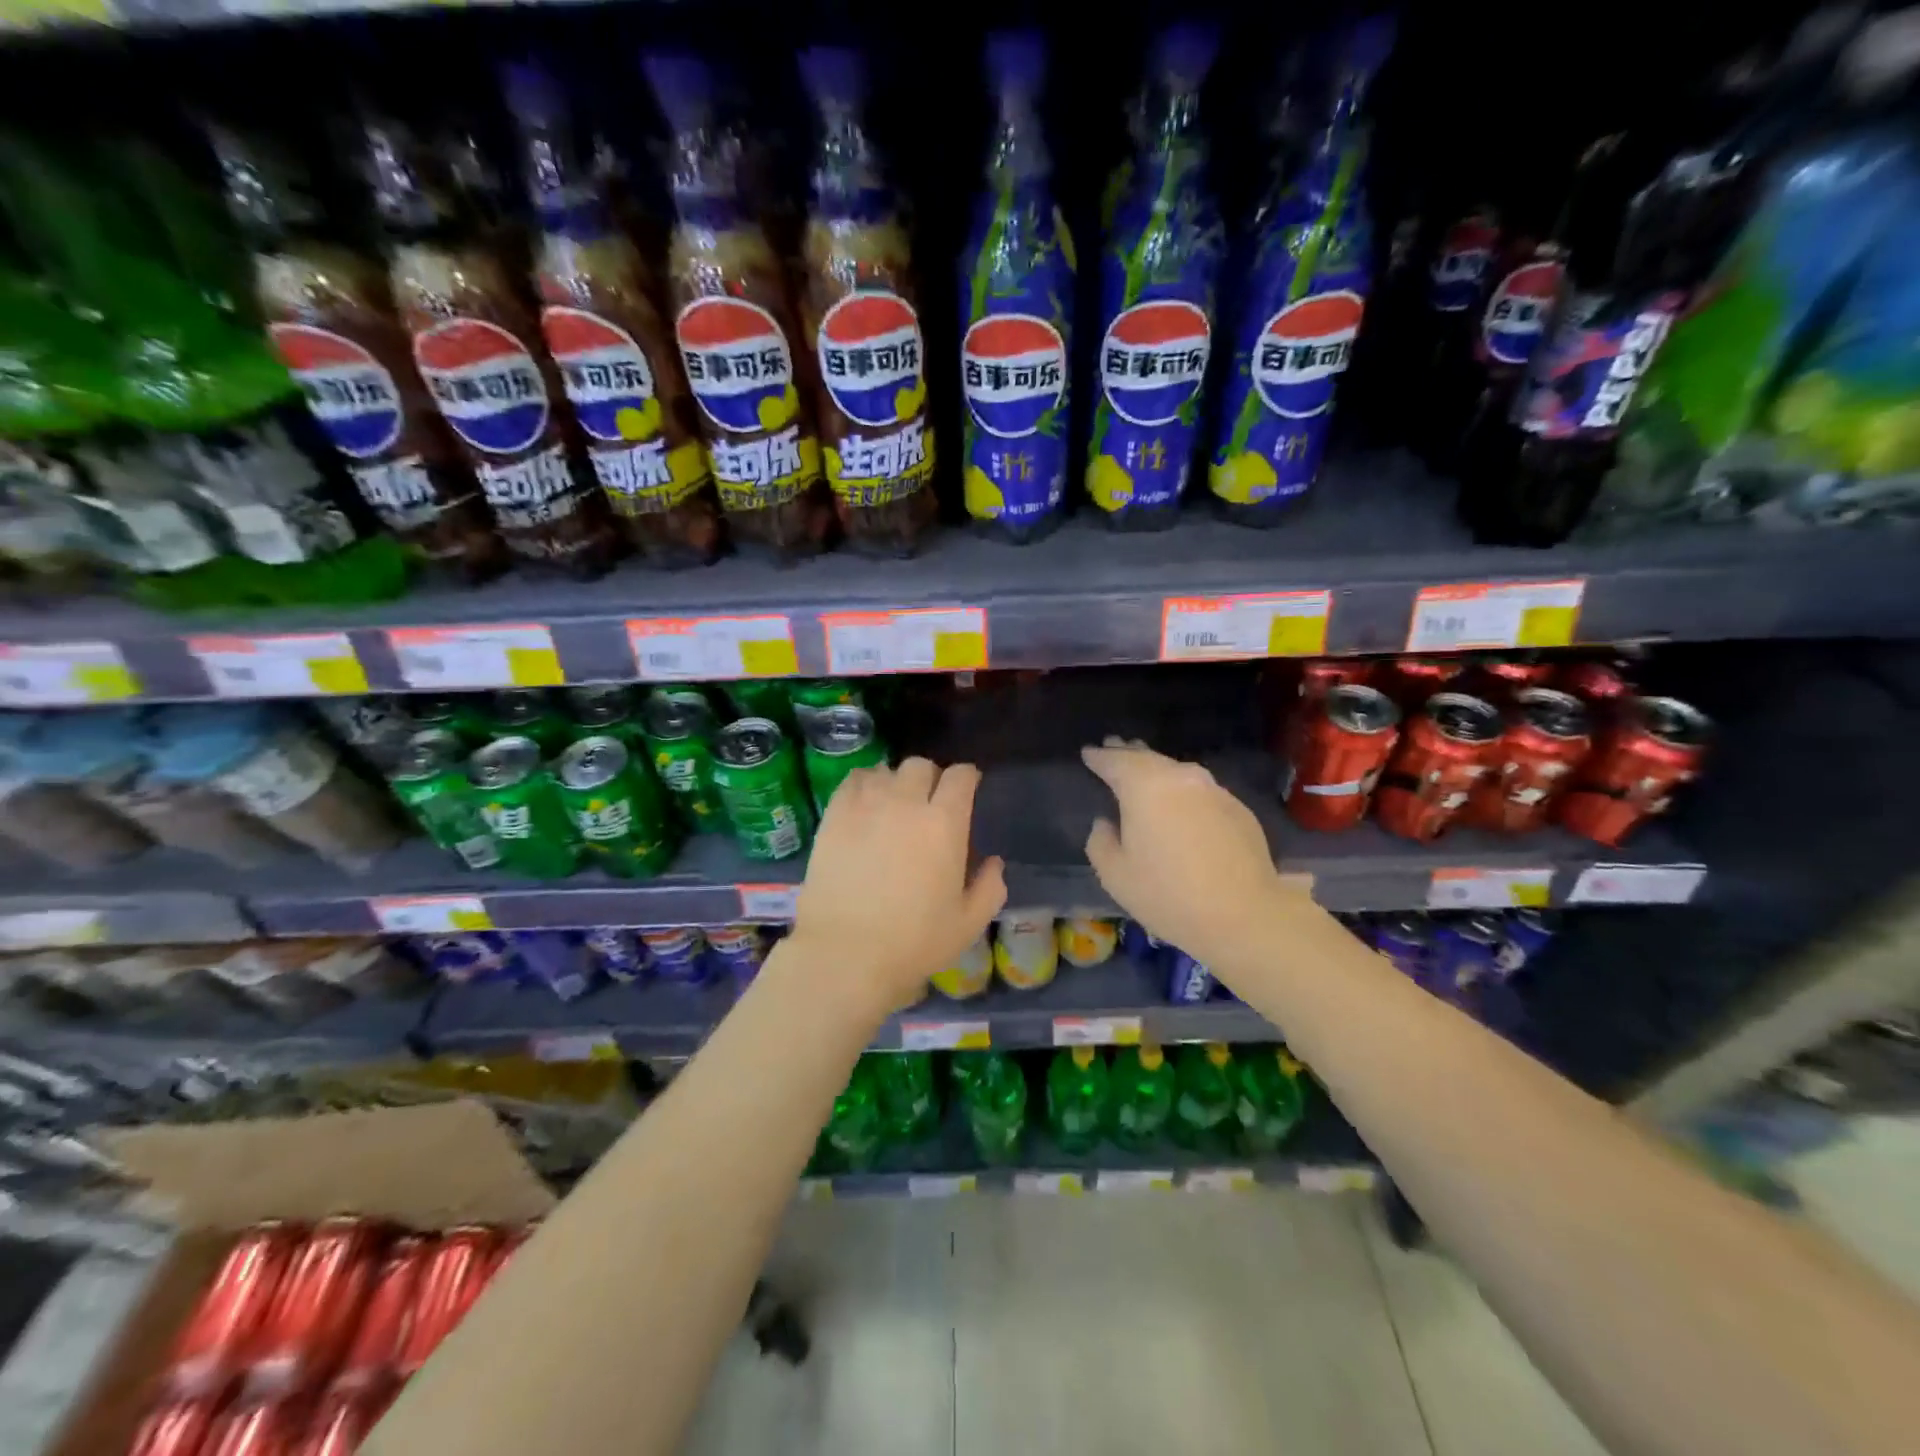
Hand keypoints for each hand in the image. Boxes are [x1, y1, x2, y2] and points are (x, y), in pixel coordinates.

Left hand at [788, 757, 1006, 1019]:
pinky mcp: (834, 815)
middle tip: (928, 803)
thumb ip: (990, 888)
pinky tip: (865, 805)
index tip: (967, 790)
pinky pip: (853, 781)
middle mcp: (906, 802)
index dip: (966, 779)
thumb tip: (994, 863)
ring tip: (893, 804)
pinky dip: (865, 785)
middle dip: (930, 779)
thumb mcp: (968, 924)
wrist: (846, 953)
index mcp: (945, 822)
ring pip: (886, 770)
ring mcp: (866, 805)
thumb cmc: (914, 941)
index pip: (961, 776)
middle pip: (921, 766)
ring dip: (896, 782)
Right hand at [1082, 739, 1308, 968]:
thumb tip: (1106, 823)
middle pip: (1148, 758)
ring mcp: (1214, 790)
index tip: (1087, 752)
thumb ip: (1100, 841)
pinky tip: (1180, 805)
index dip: (1098, 756)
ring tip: (1144, 771)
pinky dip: (1183, 791)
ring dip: (1157, 770)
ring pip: (1177, 771)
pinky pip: (1200, 791)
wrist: (1243, 916)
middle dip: (1128, 752)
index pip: (1115, 761)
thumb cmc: (1167, 894)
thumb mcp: (1114, 874)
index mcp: (1144, 787)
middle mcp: (1181, 777)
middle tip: (1113, 746)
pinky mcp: (1238, 808)